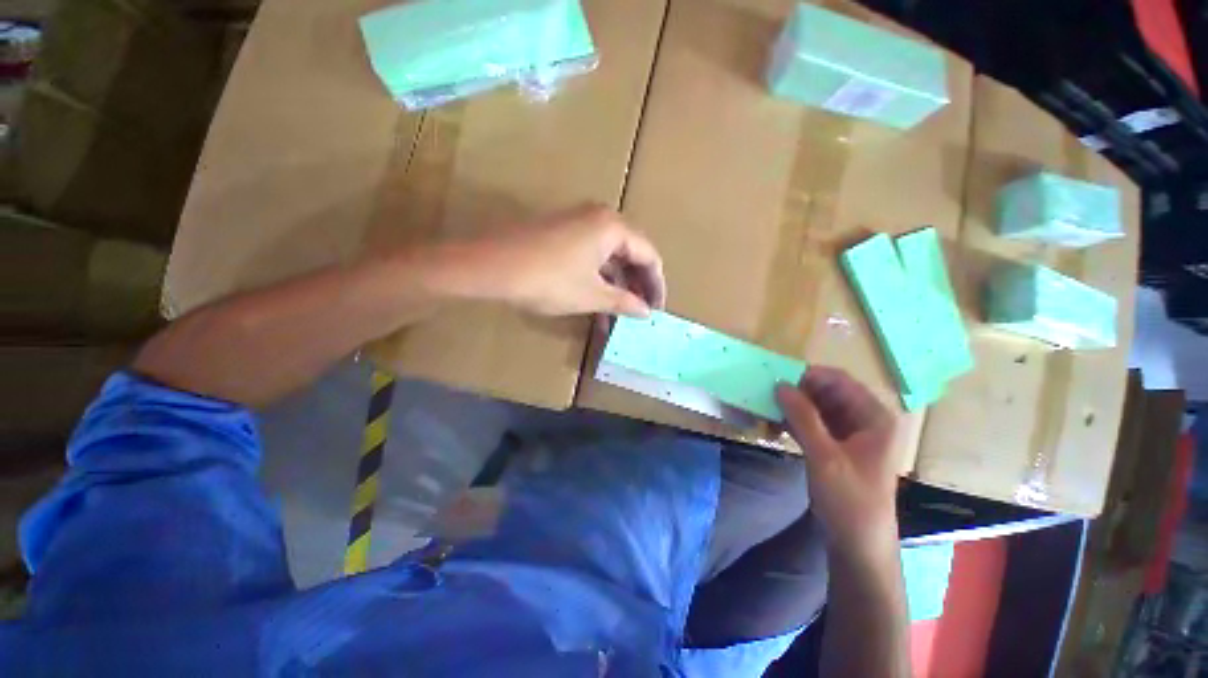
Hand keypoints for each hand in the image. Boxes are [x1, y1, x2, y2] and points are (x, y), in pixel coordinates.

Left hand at [439, 204, 665, 317]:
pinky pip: (591, 256)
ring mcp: (578, 223)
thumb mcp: (591, 295)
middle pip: (630, 254)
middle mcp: (599, 218)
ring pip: (609, 257)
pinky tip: (598, 302)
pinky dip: (598, 278)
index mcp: (613, 227)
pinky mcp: (561, 233)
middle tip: (640, 311)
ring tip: (619, 314)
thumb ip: (624, 302)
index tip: (657, 309)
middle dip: (637, 285)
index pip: (649, 256)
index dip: (656, 285)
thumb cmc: (549, 280)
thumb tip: (646, 311)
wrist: (491, 266)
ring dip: (616, 285)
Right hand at [775, 367, 898, 555]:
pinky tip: (773, 425)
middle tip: (767, 395)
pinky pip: (812, 422)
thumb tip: (780, 384)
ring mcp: (849, 433)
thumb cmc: (850, 499)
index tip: (777, 379)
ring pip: (816, 407)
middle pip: (826, 392)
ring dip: (792, 407)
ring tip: (766, 410)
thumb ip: (802, 417)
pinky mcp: (834, 445)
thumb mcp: (824, 456)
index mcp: (874, 417)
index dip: (808, 376)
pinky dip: (793, 421)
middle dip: (797, 392)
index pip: (839, 380)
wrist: (858, 543)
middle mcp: (864, 419)